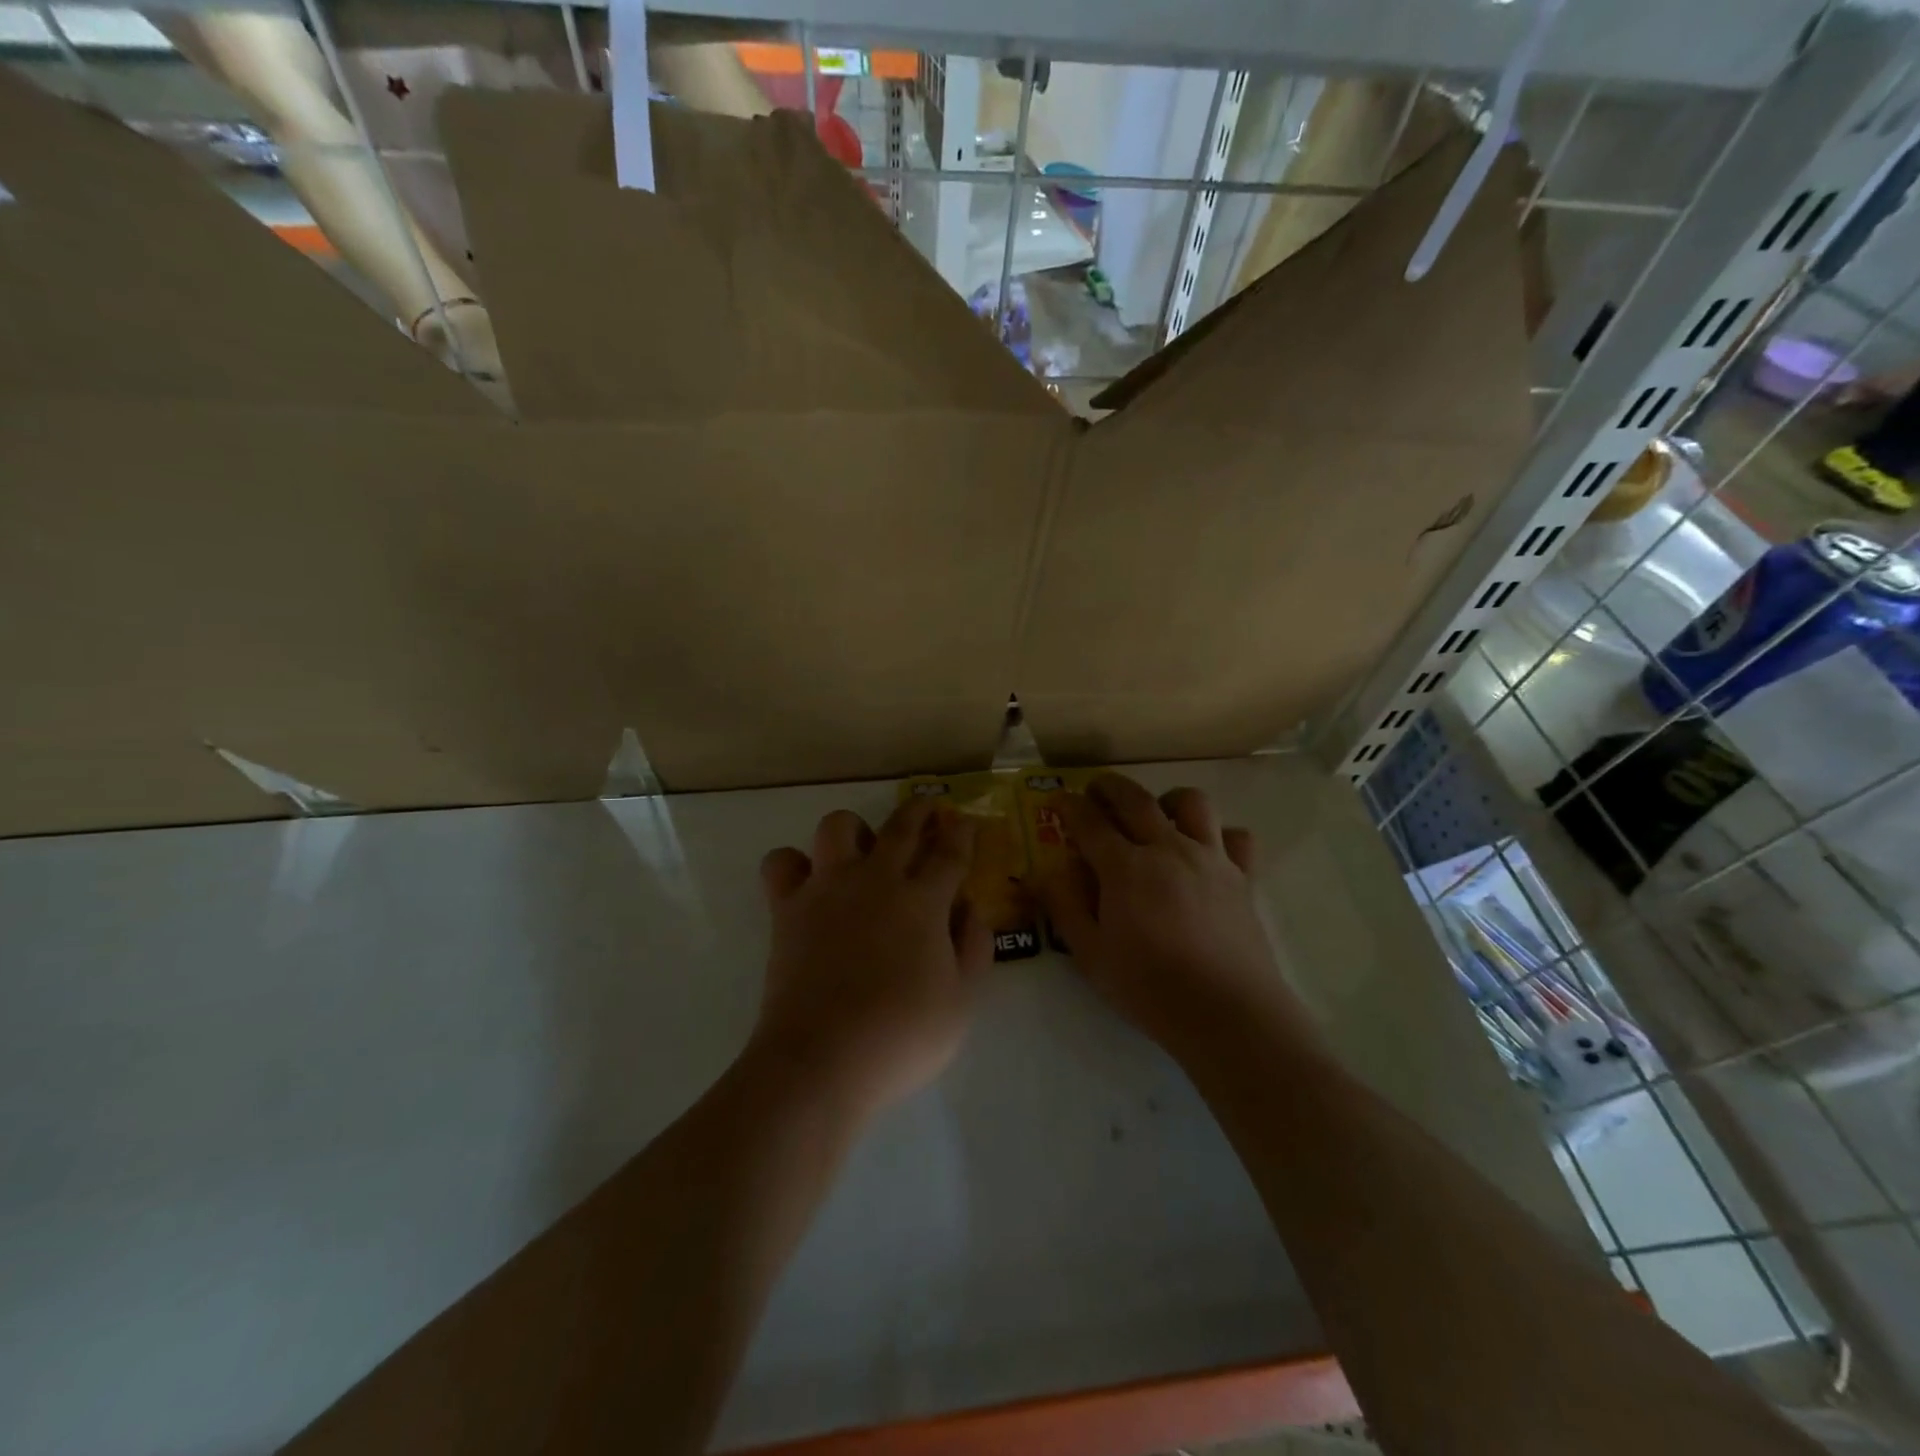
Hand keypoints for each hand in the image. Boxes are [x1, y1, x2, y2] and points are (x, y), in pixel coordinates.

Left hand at [750, 800, 990, 1124]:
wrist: (822, 1060)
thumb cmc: (901, 1036)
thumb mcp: (961, 1003)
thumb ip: (974, 950)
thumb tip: (971, 911)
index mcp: (923, 901)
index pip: (950, 853)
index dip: (962, 834)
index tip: (965, 823)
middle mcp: (877, 880)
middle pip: (901, 826)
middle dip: (919, 810)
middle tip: (928, 810)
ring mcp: (828, 888)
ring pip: (838, 826)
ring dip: (855, 829)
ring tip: (862, 849)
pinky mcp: (788, 907)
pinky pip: (781, 863)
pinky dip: (794, 864)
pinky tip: (808, 882)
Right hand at [1035, 774, 1306, 1056]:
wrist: (1227, 1011)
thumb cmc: (1149, 987)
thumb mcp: (1090, 954)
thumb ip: (1065, 907)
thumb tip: (1044, 873)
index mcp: (1124, 867)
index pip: (1089, 822)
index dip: (1070, 806)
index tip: (1059, 801)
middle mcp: (1167, 849)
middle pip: (1135, 799)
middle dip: (1110, 787)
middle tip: (1096, 790)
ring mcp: (1210, 858)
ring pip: (1192, 803)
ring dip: (1167, 799)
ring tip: (1157, 814)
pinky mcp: (1242, 877)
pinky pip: (1236, 837)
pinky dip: (1220, 835)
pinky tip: (1208, 850)